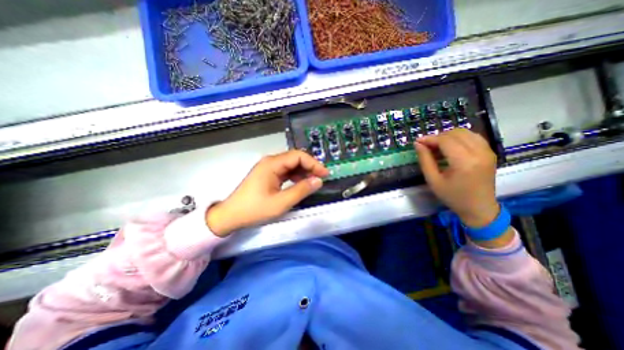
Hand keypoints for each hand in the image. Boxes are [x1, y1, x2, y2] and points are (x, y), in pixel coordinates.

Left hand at [206, 150, 331, 236]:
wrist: (231, 216)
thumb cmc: (254, 209)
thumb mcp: (281, 203)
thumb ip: (301, 190)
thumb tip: (318, 181)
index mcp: (272, 164)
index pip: (298, 156)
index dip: (313, 163)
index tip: (324, 174)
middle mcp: (270, 162)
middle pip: (295, 158)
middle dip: (310, 167)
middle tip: (321, 178)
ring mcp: (269, 168)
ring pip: (291, 165)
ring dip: (303, 172)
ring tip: (313, 182)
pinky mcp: (268, 175)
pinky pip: (286, 172)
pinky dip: (296, 177)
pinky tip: (300, 184)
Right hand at [416, 129, 499, 226]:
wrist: (479, 208)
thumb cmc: (453, 196)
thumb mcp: (433, 180)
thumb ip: (425, 160)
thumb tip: (418, 144)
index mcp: (465, 162)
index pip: (446, 140)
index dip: (430, 139)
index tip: (418, 142)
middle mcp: (479, 153)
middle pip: (456, 133)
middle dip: (438, 136)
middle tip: (427, 146)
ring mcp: (488, 151)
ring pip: (465, 132)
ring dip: (448, 136)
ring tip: (437, 146)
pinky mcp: (490, 152)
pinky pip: (473, 137)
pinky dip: (459, 138)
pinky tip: (451, 147)